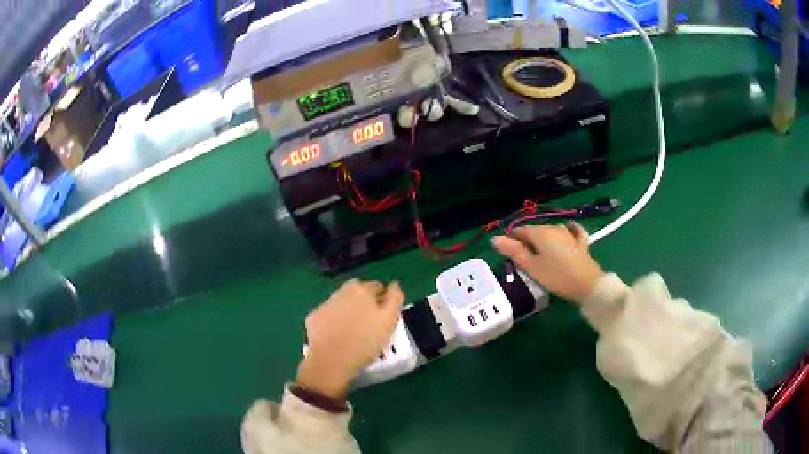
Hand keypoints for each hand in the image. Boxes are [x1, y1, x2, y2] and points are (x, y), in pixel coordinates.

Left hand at [296, 279, 404, 398]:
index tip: (385, 316)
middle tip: (370, 324)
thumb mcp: (389, 319)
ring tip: (354, 332)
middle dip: (364, 303)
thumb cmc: (365, 340)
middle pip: (357, 293)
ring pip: (341, 304)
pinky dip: (333, 322)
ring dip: (348, 312)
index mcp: (361, 289)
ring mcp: (325, 304)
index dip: (384, 300)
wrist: (332, 360)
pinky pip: (328, 316)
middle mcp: (341, 291)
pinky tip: (338, 337)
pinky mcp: (313, 318)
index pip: (377, 287)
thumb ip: (395, 298)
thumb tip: (394, 284)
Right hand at [492, 222, 604, 303]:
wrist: (587, 284)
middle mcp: (554, 228)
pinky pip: (573, 231)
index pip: (521, 230)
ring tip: (541, 254)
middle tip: (524, 260)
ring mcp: (570, 234)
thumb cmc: (556, 276)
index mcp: (540, 233)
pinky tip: (569, 229)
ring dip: (544, 238)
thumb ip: (513, 251)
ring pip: (552, 231)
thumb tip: (494, 238)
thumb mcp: (531, 267)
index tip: (510, 255)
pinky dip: (569, 230)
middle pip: (536, 231)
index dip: (513, 240)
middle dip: (528, 241)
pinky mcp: (581, 242)